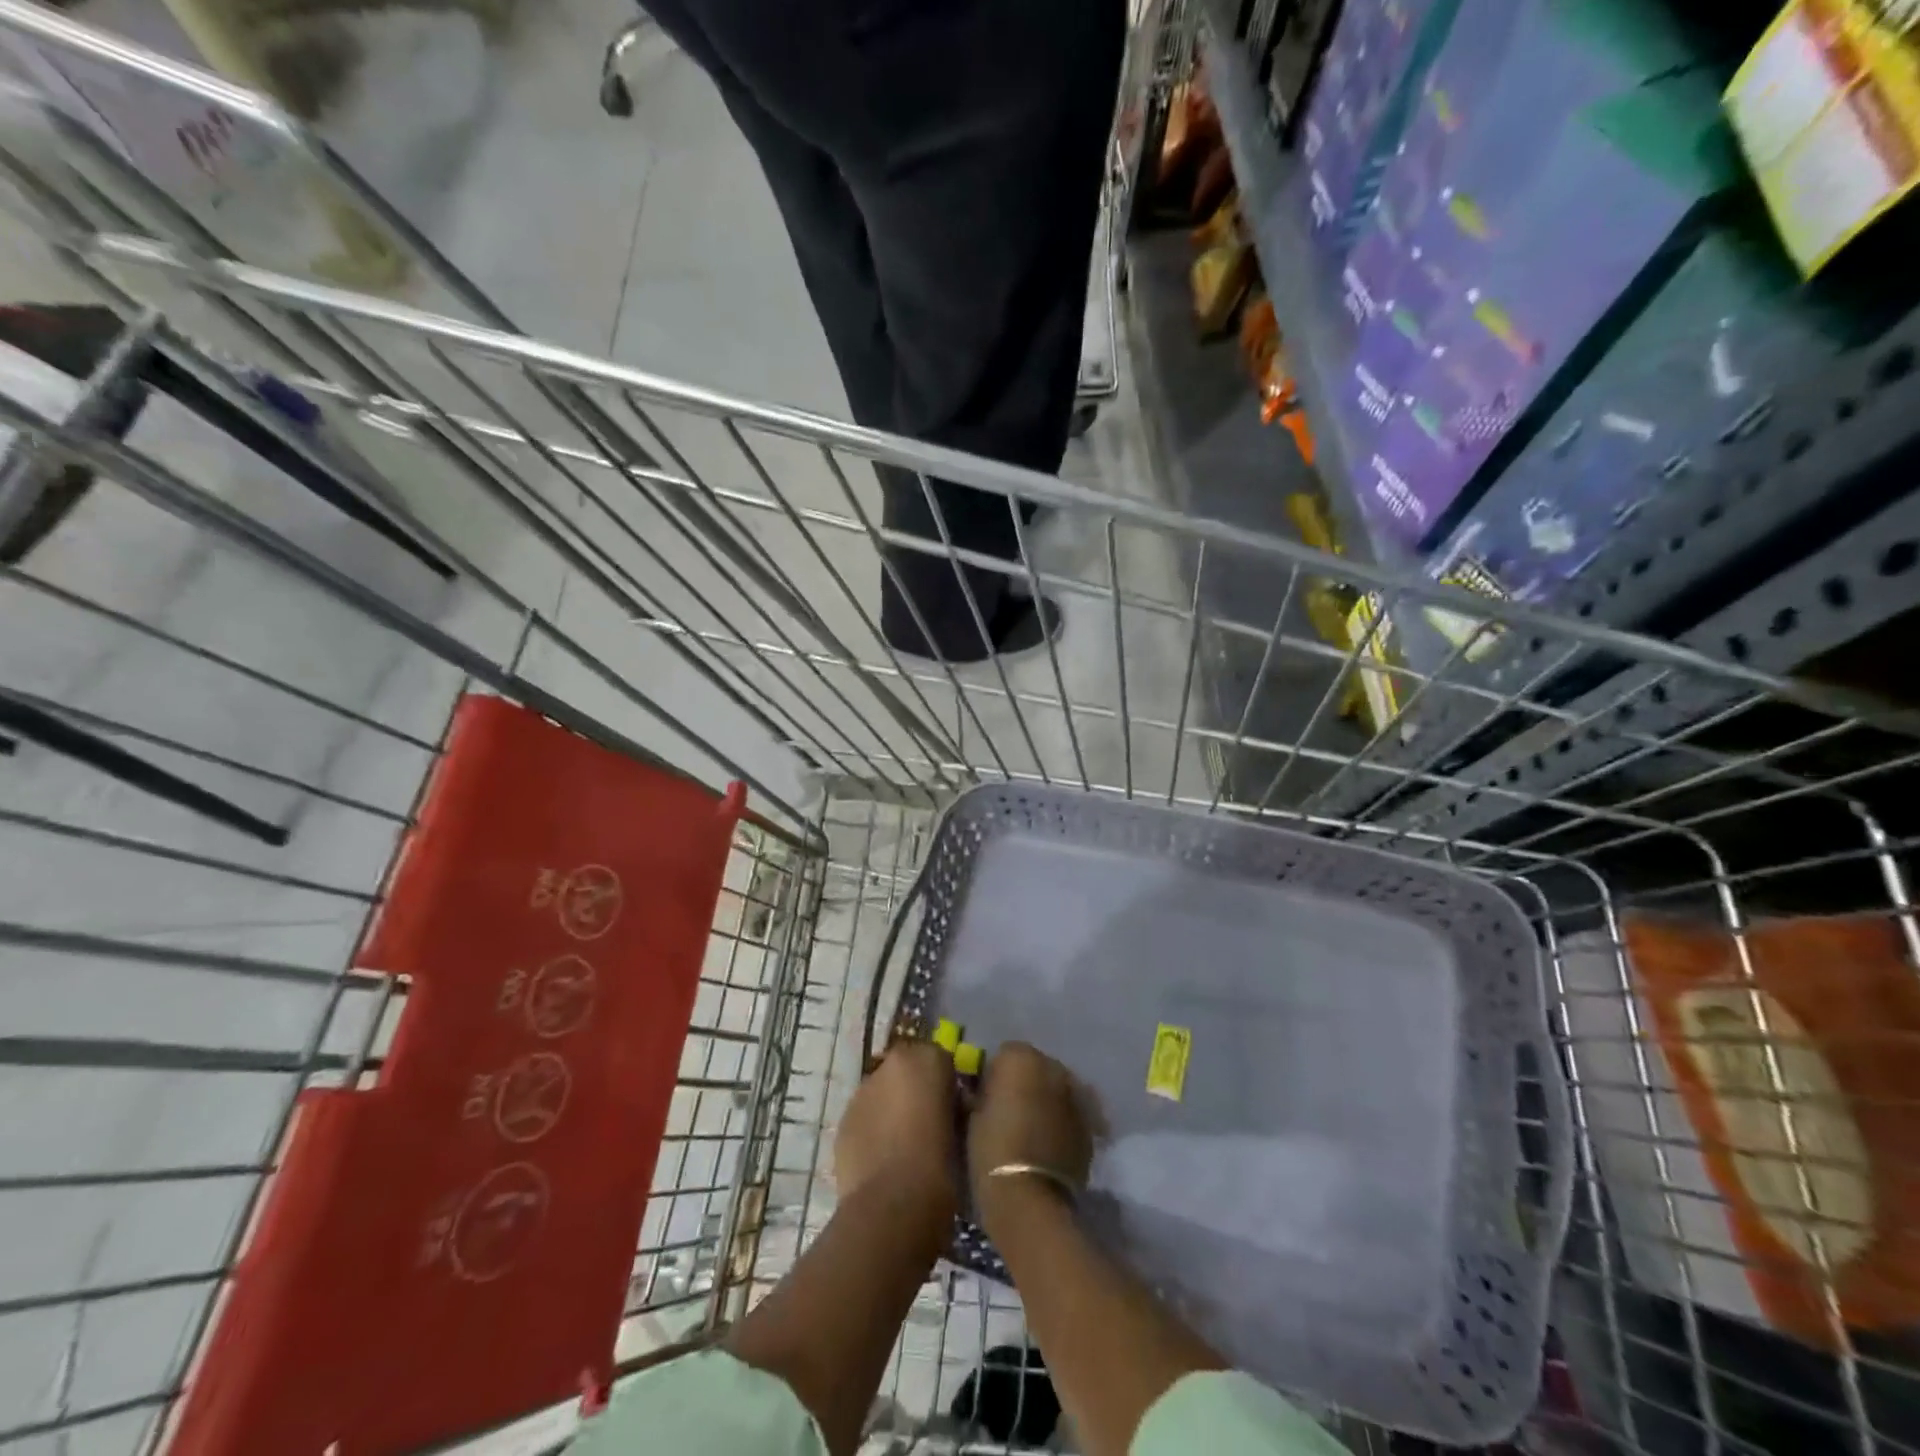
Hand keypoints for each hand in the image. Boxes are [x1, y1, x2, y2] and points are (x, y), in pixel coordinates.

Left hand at [834, 1040, 959, 1233]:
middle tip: (927, 1122)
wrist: (892, 1205)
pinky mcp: (843, 1120)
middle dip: (915, 1088)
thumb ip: (954, 1105)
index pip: (940, 1057)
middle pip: (906, 1069)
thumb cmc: (941, 1165)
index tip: (952, 1107)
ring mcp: (862, 1091)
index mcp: (927, 1059)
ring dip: (891, 1106)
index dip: (946, 1082)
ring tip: (903, 1144)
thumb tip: (950, 1105)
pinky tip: (883, 1158)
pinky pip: (864, 1116)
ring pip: (882, 1091)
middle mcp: (891, 1065)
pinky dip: (873, 1128)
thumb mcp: (963, 1129)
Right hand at [969, 1041, 1094, 1227]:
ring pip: (1056, 1088)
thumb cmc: (991, 1150)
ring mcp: (1076, 1094)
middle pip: (1035, 1067)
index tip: (985, 1098)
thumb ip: (980, 1092)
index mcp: (1020, 1057)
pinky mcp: (1089, 1124)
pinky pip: (1070, 1113)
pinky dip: (1061, 1121)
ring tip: (1031, 1129)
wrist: (1029, 1197)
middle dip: (1024, 1084)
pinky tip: (1048, 1143)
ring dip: (1045, 1100)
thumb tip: (981, 1090)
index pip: (1003, 1054)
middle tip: (1009, 1112)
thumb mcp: (971, 1116)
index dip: (993, 1076)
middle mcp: (1053, 1066)